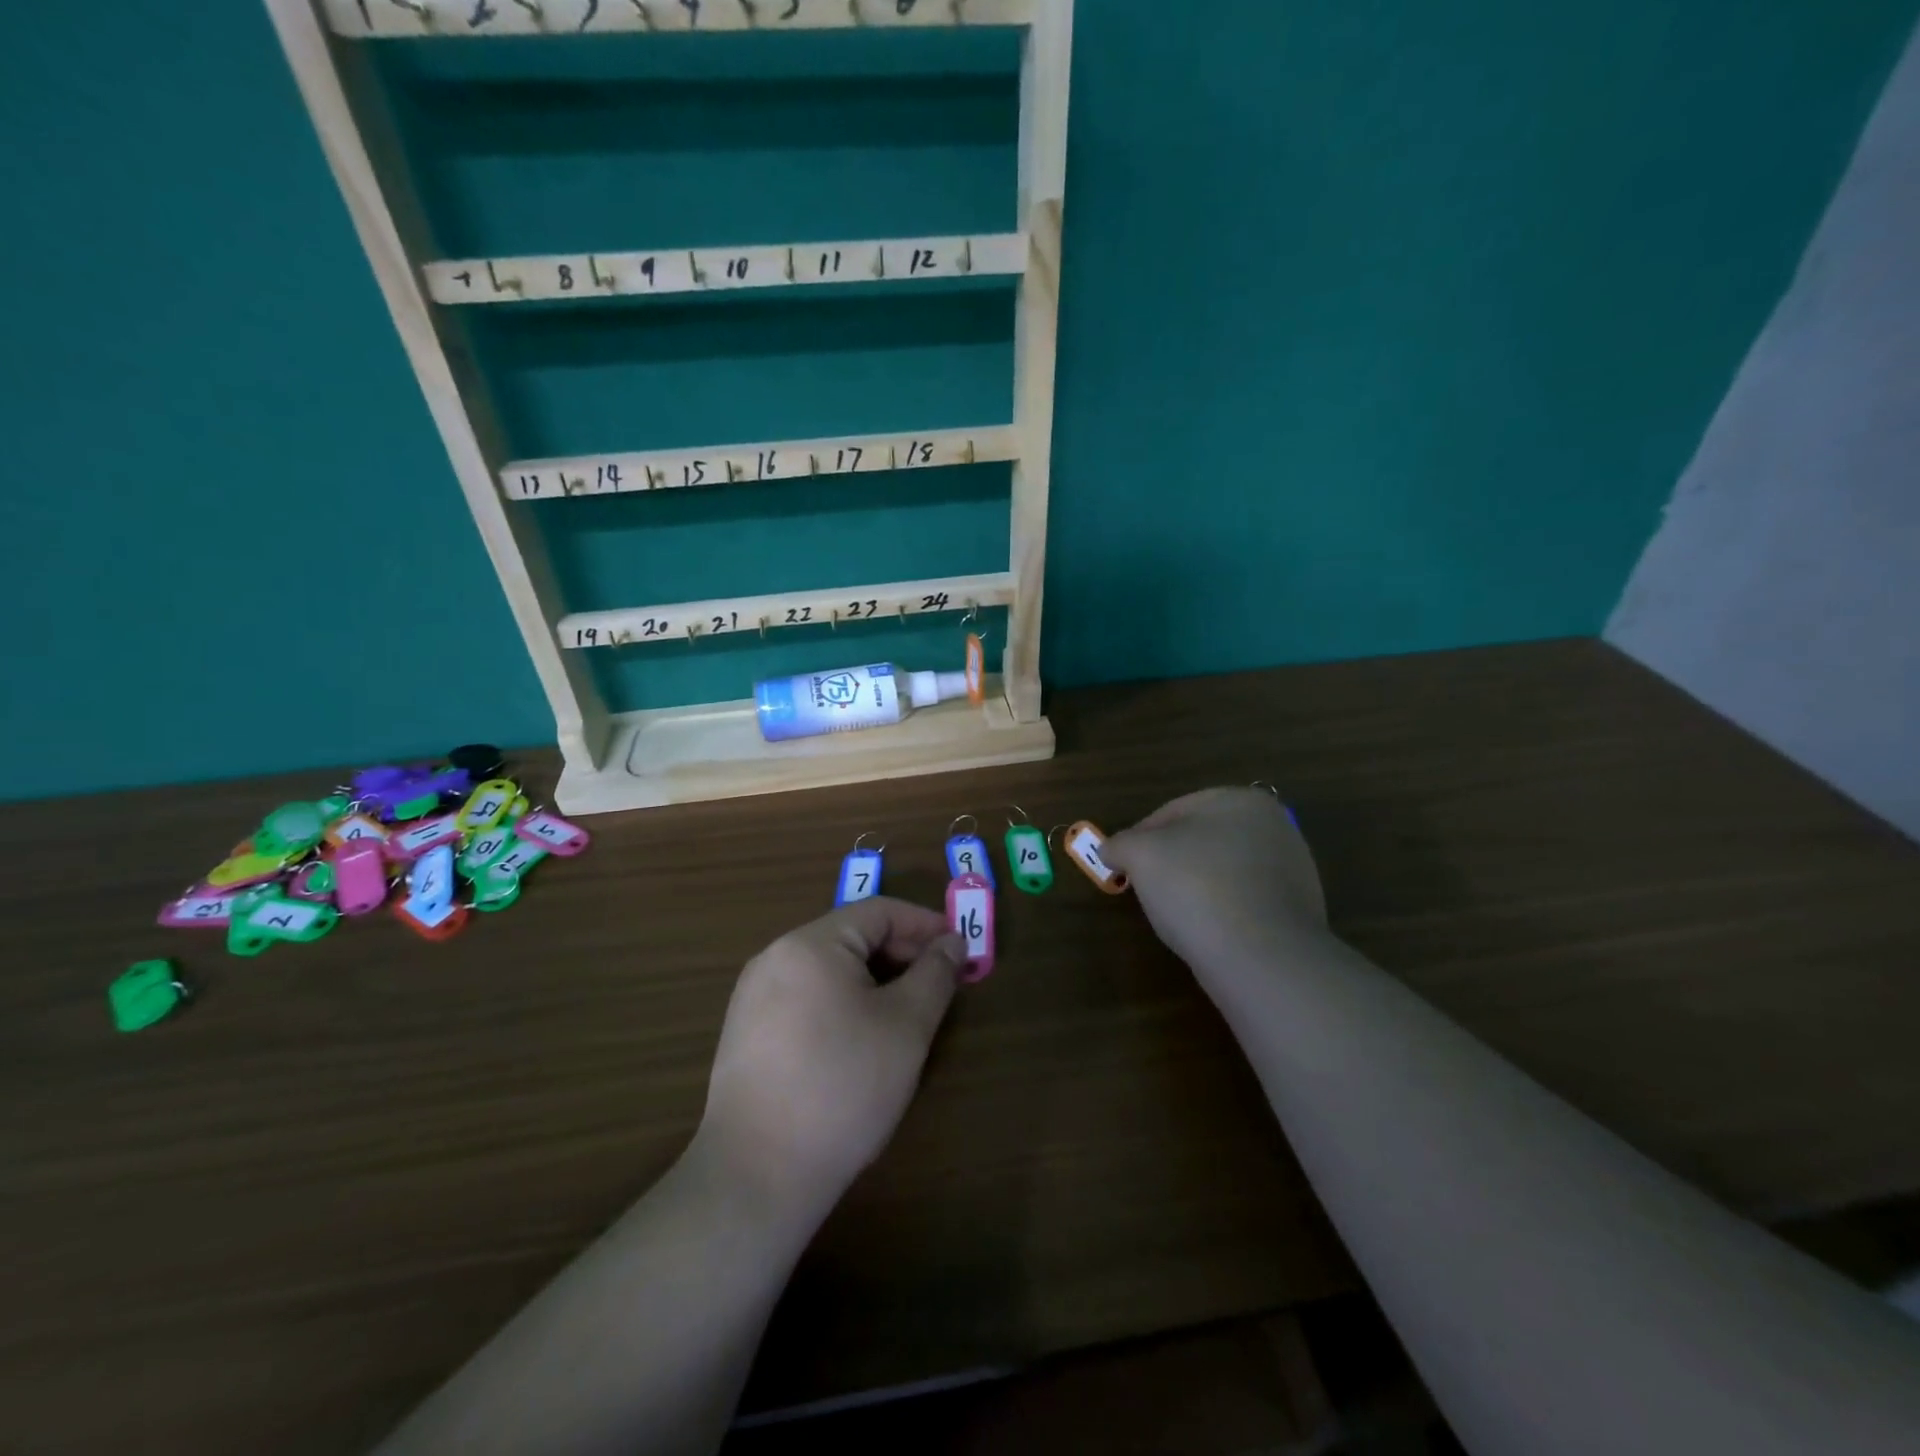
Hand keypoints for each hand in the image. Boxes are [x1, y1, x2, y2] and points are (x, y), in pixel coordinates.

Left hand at [698, 899, 963, 1214]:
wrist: (758, 1175)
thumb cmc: (843, 1087)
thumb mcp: (906, 1026)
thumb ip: (935, 974)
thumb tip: (952, 942)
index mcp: (810, 944)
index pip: (878, 912)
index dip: (925, 925)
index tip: (959, 950)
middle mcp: (775, 957)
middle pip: (851, 937)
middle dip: (901, 954)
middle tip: (939, 985)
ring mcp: (754, 996)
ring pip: (829, 970)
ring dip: (874, 980)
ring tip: (907, 1013)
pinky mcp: (747, 1033)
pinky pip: (806, 997)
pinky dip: (843, 1003)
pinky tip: (862, 1040)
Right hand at [1104, 788, 1327, 978]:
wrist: (1261, 958)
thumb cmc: (1196, 887)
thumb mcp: (1140, 855)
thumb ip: (1119, 844)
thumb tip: (1110, 850)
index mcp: (1241, 800)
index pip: (1172, 811)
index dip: (1139, 838)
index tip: (1122, 866)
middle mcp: (1274, 826)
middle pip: (1201, 840)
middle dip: (1170, 862)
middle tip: (1145, 889)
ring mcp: (1292, 870)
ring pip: (1223, 871)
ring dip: (1196, 888)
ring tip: (1176, 916)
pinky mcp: (1297, 912)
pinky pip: (1244, 903)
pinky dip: (1222, 912)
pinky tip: (1207, 932)